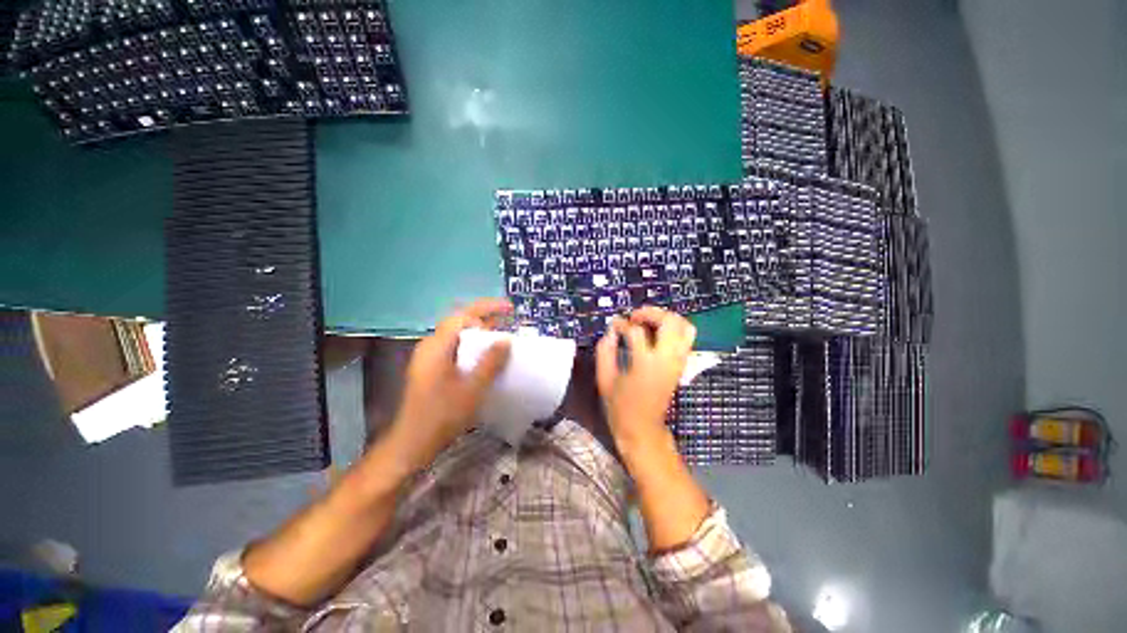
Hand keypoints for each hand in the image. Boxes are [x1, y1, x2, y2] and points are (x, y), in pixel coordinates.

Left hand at [384, 298, 511, 472]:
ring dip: (480, 333)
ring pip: (458, 336)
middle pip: (460, 323)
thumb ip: (490, 363)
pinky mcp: (432, 369)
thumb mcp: (471, 389)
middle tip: (509, 321)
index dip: (488, 308)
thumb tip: (506, 340)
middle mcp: (430, 346)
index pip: (463, 315)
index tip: (510, 309)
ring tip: (502, 336)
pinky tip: (486, 357)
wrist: (412, 444)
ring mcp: (429, 358)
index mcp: (437, 346)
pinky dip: (473, 346)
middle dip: (486, 318)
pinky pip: (456, 348)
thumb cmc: (441, 415)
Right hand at [595, 306, 695, 451]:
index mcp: (644, 364)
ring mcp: (678, 362)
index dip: (621, 324)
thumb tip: (610, 332)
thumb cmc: (620, 406)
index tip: (613, 325)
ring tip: (649, 321)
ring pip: (684, 326)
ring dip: (666, 318)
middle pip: (669, 322)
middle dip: (651, 313)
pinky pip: (687, 338)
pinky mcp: (681, 365)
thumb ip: (605, 351)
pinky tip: (657, 332)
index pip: (635, 332)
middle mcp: (666, 360)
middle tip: (635, 317)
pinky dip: (675, 328)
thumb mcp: (604, 379)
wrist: (643, 429)